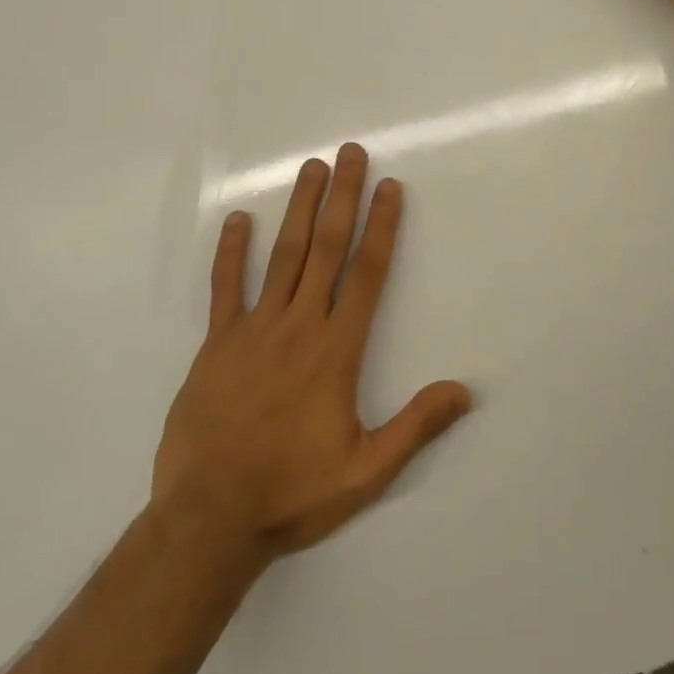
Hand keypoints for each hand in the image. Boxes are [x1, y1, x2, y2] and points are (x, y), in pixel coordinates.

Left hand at [153, 144, 471, 558]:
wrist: (208, 519)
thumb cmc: (292, 491)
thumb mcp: (367, 471)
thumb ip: (416, 427)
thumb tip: (465, 391)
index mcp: (337, 350)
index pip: (367, 273)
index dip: (381, 226)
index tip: (390, 188)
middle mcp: (299, 326)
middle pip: (326, 248)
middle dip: (342, 197)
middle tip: (350, 153)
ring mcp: (254, 330)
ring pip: (282, 256)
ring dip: (299, 208)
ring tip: (311, 168)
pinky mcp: (216, 344)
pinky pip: (224, 288)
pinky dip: (231, 252)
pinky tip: (237, 219)